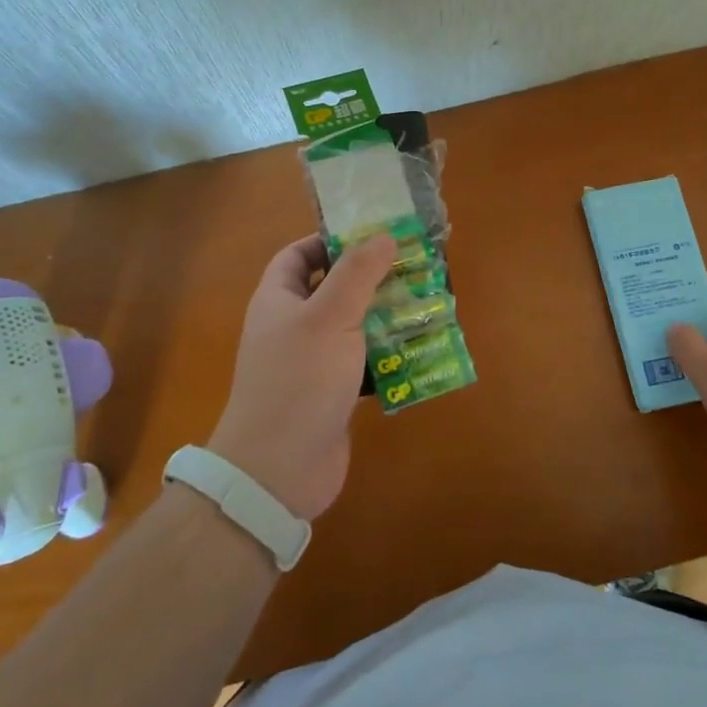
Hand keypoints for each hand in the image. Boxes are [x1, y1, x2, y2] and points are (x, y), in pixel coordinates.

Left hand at [208, 233, 395, 520]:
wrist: (279, 471)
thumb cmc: (300, 380)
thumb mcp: (330, 316)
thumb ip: (357, 273)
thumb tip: (383, 235)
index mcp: (278, 299)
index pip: (298, 254)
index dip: (330, 240)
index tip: (373, 235)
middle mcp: (292, 326)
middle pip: (332, 289)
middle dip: (371, 278)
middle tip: (414, 267)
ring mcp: (311, 363)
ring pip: (352, 327)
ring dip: (385, 317)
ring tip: (427, 303)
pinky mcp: (331, 395)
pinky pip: (362, 364)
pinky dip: (387, 356)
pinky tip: (420, 350)